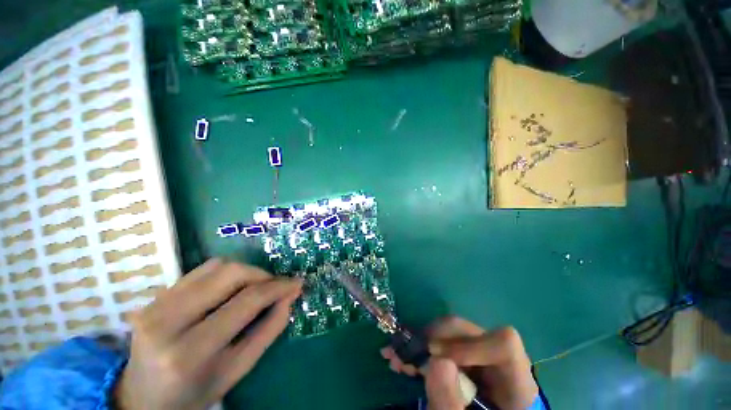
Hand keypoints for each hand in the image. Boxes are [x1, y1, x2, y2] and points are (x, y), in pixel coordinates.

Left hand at [114, 258, 301, 409]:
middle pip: (230, 273)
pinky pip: (201, 270)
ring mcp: (155, 305)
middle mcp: (167, 321)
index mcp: (190, 352)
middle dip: (262, 275)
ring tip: (254, 288)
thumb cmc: (195, 392)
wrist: (142, 398)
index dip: (277, 287)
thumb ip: (269, 329)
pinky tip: (230, 289)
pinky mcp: (154, 297)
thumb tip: (290, 296)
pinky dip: (225, 274)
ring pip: (217, 266)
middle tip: (274, 286)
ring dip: (245, 272)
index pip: (246, 302)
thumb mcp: (238, 369)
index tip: (296, 283)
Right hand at [381, 316, 537, 409]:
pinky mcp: (462, 358)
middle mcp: (498, 361)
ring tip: (396, 357)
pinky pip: (440, 342)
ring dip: (420, 341)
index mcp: (515, 382)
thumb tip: (436, 359)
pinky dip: (420, 348)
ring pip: (450, 333)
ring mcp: (479, 356)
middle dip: (434, 338)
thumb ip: (451, 403)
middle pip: (469, 332)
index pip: (504, 344)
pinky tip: (403, 359)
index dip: (470, 344)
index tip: (436, 356)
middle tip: (406, 353)